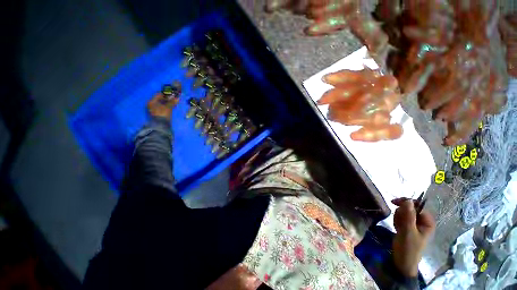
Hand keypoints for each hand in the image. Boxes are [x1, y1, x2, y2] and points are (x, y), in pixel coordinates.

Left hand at [147, 93, 178, 120]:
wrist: (161, 125)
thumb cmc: (163, 113)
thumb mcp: (168, 107)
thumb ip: (172, 102)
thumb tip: (177, 98)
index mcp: (152, 101)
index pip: (158, 94)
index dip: (166, 94)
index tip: (172, 94)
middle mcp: (151, 104)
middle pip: (160, 99)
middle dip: (167, 99)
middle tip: (173, 98)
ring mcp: (154, 109)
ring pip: (161, 103)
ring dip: (167, 103)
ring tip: (174, 103)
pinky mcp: (157, 113)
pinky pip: (162, 107)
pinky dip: (166, 106)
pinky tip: (171, 107)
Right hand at [391, 198, 435, 276]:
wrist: (402, 261)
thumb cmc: (408, 248)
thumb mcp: (407, 231)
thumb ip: (408, 216)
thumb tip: (407, 200)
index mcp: (428, 222)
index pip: (417, 205)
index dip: (406, 202)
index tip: (393, 202)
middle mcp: (423, 222)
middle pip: (409, 208)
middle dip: (401, 213)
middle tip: (398, 222)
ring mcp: (415, 225)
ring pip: (404, 213)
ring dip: (398, 217)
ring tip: (398, 227)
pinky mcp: (408, 227)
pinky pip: (401, 218)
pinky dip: (397, 221)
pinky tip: (397, 228)